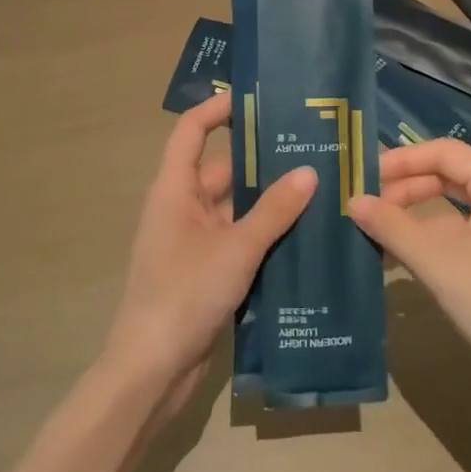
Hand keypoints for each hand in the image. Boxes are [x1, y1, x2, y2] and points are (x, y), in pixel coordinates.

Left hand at [101, 92, 315, 407]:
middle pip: (223, 169)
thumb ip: (274, 211)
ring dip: (270, 200)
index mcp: (175, 190)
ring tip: (319, 185)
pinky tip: (305, 233)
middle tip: (311, 147)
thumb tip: (310, 172)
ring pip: (236, 206)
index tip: (258, 98)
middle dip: (263, 159)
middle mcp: (182, 207)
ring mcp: (194, 240)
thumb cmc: (184, 295)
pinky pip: (239, 238)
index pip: (191, 130)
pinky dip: (266, 232)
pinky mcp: (207, 270)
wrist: (151, 373)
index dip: (218, 108)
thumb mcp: (235, 249)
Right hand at [351, 140, 470, 400]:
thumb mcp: (435, 260)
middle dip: (407, 188)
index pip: (445, 152)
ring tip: (378, 230)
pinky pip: (466, 229)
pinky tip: (404, 255)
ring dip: (417, 214)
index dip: (403, 160)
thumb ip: (391, 225)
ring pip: (456, 204)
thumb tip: (352, 201)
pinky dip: (435, 235)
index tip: (366, 177)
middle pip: (450, 174)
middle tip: (368, 206)